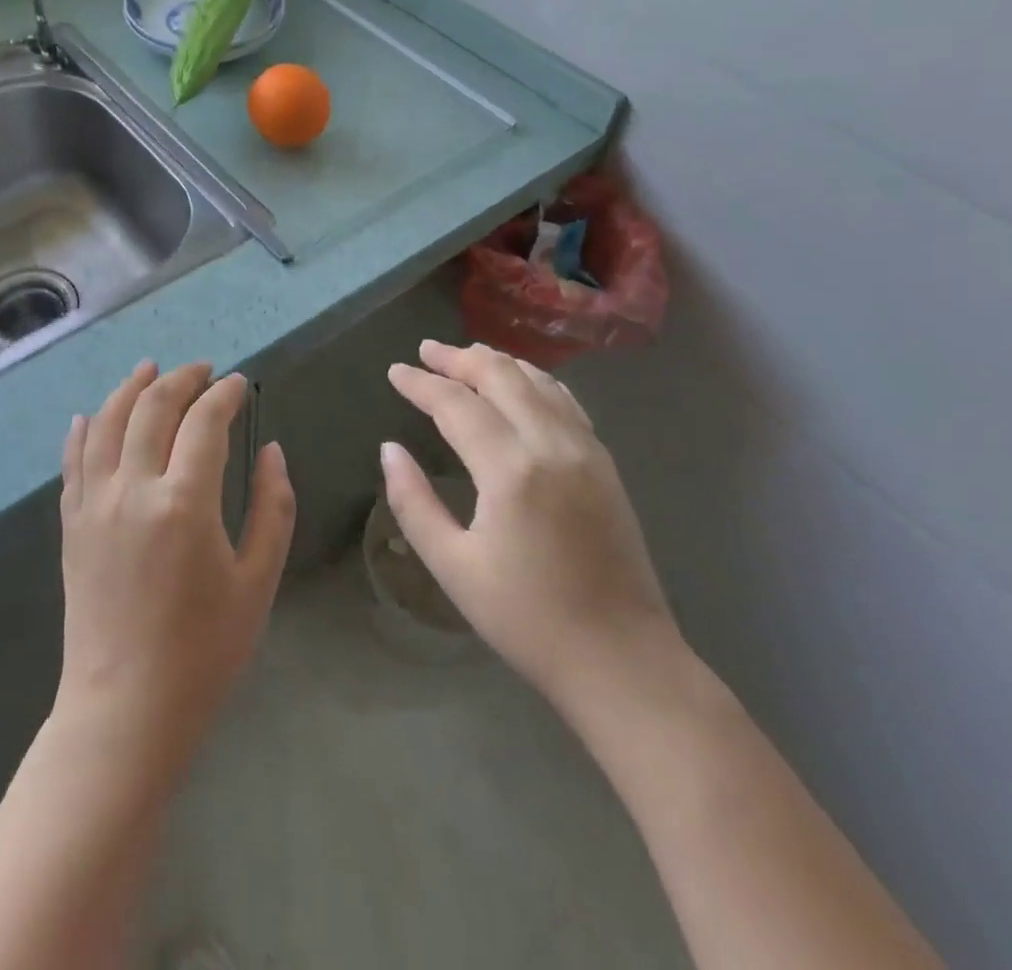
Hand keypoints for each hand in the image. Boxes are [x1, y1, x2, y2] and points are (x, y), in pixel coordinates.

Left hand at [56, 361, 294, 765]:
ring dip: (129, 389)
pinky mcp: (71, 524)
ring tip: (150, 369)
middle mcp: (132, 490)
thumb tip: (270, 450)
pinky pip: (72, 461)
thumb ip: (272, 507)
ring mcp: (93, 504)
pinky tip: (90, 414)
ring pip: (105, 422)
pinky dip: (83, 429)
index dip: (224, 394)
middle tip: (204, 371)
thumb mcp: (258, 580)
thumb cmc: (204, 651)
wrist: (125, 710)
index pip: (204, 421)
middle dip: (181, 379)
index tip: (240, 384)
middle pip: (152, 408)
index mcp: (184, 502)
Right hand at [383, 341, 676, 713]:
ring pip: (538, 381)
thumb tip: (390, 450)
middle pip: (501, 376)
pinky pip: (566, 401)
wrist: (622, 659)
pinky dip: (534, 380)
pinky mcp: (605, 464)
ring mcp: (586, 450)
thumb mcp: (453, 567)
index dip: (421, 384)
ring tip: (465, 357)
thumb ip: (413, 502)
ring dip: (498, 362)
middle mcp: (552, 445)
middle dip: (458, 358)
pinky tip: (521, 384)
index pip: (456, 405)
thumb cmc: (527, 620)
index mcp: (511, 470)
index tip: (394, 371)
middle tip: (425, 351)